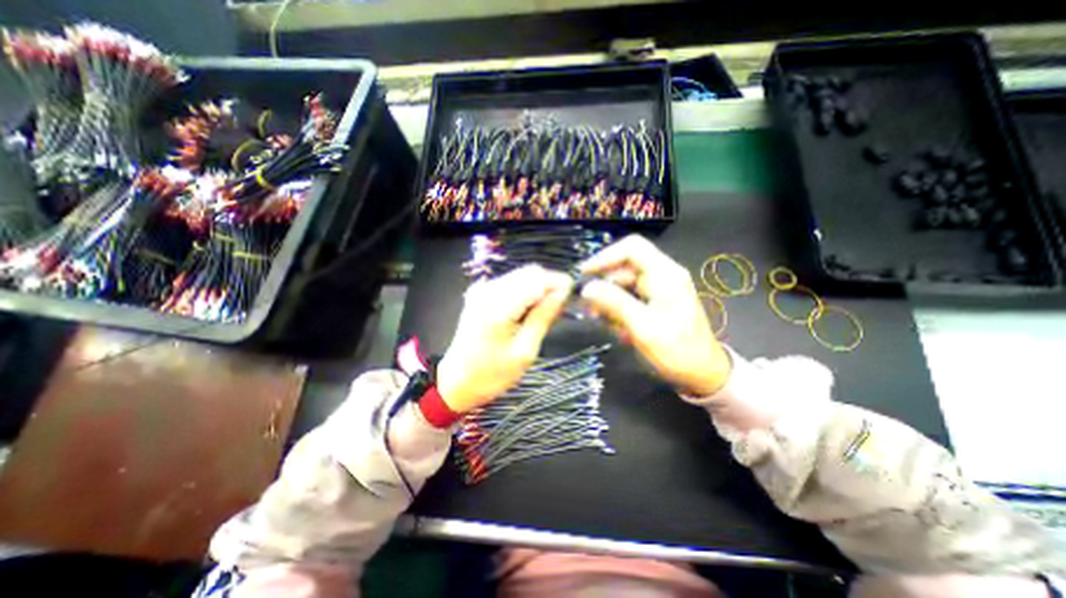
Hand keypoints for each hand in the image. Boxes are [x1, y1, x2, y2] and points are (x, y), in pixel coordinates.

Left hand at [436, 267, 573, 415]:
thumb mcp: (524, 351)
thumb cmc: (492, 374)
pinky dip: (524, 291)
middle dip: (549, 284)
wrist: (456, 382)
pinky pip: (509, 283)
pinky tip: (528, 310)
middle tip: (560, 306)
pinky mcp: (479, 295)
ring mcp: (481, 291)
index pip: (537, 279)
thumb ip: (543, 317)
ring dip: (537, 287)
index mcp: (499, 306)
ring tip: (546, 310)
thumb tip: (562, 293)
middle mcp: (488, 290)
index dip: (558, 282)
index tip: (573, 294)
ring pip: (520, 276)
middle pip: (528, 272)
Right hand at [576, 233, 734, 396]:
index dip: (605, 256)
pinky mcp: (656, 301)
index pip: (632, 248)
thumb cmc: (677, 351)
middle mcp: (662, 275)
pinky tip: (619, 328)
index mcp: (665, 274)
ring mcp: (660, 288)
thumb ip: (615, 303)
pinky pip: (630, 297)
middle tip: (588, 308)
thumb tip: (586, 287)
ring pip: (624, 284)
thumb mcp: (643, 327)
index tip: (584, 273)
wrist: (703, 373)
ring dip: (610, 301)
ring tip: (604, 323)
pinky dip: (619, 309)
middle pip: (624, 267)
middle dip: (604, 286)